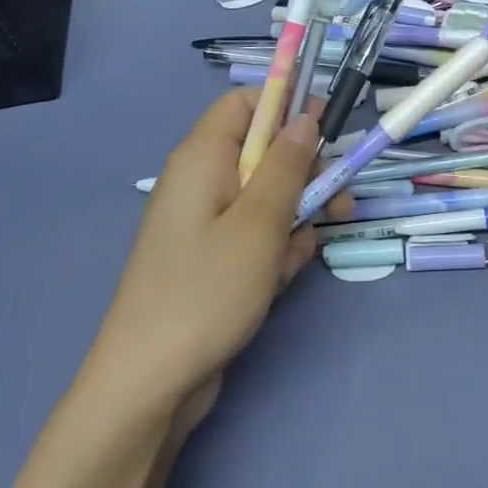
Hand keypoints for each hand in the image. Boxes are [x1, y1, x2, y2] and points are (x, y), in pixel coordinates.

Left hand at [82, 90, 350, 427]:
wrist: (148, 384)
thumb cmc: (205, 291)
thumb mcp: (259, 223)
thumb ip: (287, 165)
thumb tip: (305, 118)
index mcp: (203, 156)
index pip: (245, 102)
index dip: (286, 104)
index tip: (327, 125)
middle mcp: (201, 179)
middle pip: (263, 151)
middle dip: (303, 174)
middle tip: (338, 199)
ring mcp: (205, 221)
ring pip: (266, 196)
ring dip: (294, 219)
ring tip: (297, 255)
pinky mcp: (211, 257)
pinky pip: (254, 234)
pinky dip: (273, 251)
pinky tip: (277, 282)